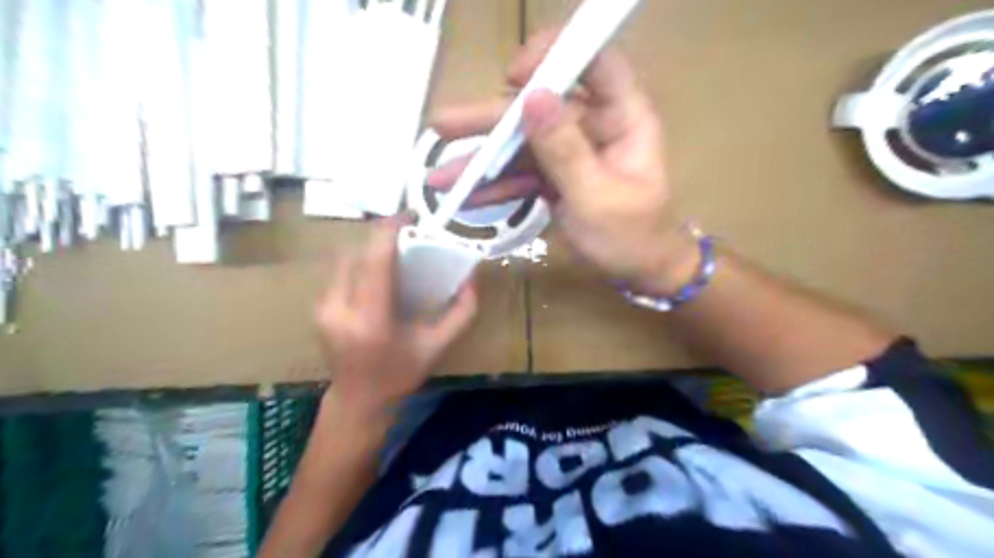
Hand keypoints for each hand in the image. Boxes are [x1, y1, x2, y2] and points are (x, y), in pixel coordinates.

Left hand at [315, 221, 476, 419]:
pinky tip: (377, 274)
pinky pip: (340, 270)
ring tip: (394, 252)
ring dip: (370, 248)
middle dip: (382, 237)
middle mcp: (340, 309)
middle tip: (408, 235)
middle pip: (358, 252)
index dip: (389, 230)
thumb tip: (471, 277)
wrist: (358, 400)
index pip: (375, 260)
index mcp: (372, 320)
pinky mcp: (317, 306)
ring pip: (345, 258)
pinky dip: (360, 263)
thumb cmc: (401, 374)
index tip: (409, 215)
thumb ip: (462, 312)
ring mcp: (323, 307)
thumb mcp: (439, 346)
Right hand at [427, 29, 697, 293]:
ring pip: (523, 142)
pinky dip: (496, 185)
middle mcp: (594, 126)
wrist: (639, 270)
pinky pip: (522, 173)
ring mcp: (571, 151)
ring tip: (440, 175)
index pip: (595, 63)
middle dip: (492, 119)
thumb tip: (532, 99)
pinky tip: (465, 197)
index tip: (513, 77)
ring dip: (482, 158)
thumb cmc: (632, 237)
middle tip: (444, 125)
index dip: (555, 56)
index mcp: (622, 119)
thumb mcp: (597, 197)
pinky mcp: (556, 174)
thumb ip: (565, 151)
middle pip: (540, 106)